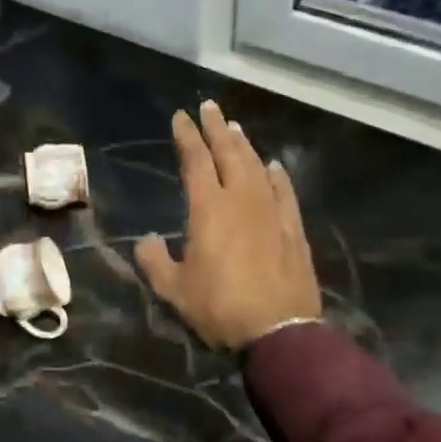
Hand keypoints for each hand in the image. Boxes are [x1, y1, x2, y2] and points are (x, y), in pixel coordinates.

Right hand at [134, 101, 322, 351]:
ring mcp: (272, 213)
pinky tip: (274, 165)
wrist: (280, 334)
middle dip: (217, 128)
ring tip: (235, 128)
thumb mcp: (174, 290)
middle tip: (210, 107)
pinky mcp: (293, 230)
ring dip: (244, 145)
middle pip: (230, 153)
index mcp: (209, 209)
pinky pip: (284, 192)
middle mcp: (242, 200)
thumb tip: (146, 240)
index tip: (181, 116)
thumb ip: (155, 261)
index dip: (187, 137)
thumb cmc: (220, 309)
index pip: (196, 161)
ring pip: (257, 167)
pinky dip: (277, 175)